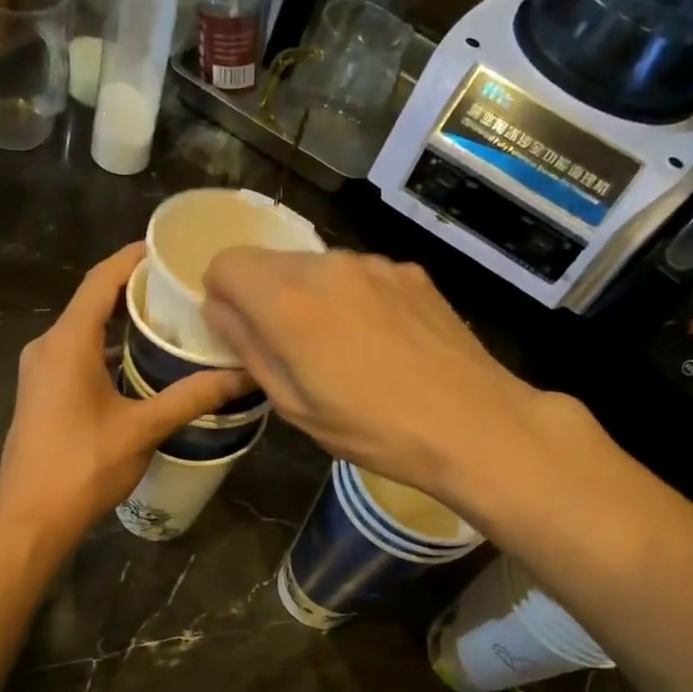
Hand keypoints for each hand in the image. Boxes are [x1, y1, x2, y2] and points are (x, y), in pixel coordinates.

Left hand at [0, 242, 252, 548]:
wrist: (30, 517)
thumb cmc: (83, 466)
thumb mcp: (143, 429)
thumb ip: (192, 397)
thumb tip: (245, 376)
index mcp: (67, 342)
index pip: (101, 280)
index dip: (133, 257)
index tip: (170, 247)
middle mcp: (47, 346)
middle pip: (93, 301)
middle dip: (135, 288)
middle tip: (182, 285)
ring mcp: (40, 370)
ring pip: (85, 330)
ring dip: (122, 321)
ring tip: (171, 319)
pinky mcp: (42, 392)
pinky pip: (77, 353)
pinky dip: (108, 348)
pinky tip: (142, 362)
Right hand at [203, 248, 583, 506]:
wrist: (473, 423)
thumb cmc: (373, 428)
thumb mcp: (294, 405)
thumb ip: (248, 347)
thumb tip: (219, 308)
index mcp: (289, 300)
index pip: (227, 262)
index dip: (222, 295)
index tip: (240, 333)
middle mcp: (328, 266)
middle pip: (271, 263)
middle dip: (266, 299)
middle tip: (293, 353)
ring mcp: (375, 264)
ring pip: (317, 269)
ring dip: (312, 299)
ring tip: (344, 352)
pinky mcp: (410, 272)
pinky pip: (360, 276)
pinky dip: (353, 299)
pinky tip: (383, 343)